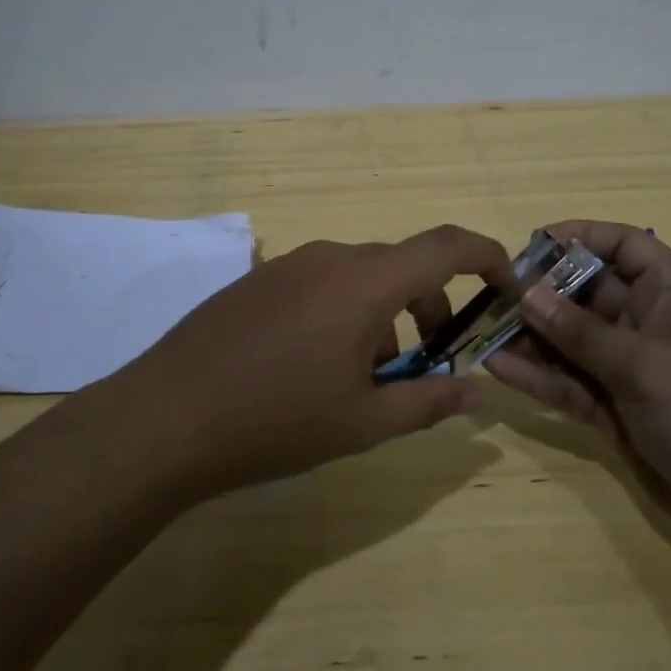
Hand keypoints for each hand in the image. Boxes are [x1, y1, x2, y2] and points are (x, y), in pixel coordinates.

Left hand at [113, 225, 512, 498]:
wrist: (164, 418)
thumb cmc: (275, 421)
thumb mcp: (363, 423)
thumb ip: (428, 403)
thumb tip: (474, 393)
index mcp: (365, 282)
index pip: (446, 247)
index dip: (488, 258)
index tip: (505, 288)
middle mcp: (330, 258)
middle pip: (403, 265)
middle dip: (431, 306)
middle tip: (430, 360)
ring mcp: (288, 264)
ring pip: (361, 277)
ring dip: (384, 314)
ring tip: (367, 376)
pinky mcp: (258, 280)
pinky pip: (322, 283)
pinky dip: (345, 312)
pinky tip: (316, 366)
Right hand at [484, 221, 670, 539]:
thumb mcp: (648, 366)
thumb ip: (583, 333)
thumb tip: (528, 294)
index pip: (625, 245)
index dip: (581, 237)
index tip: (532, 244)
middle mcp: (648, 323)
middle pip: (587, 293)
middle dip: (542, 292)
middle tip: (491, 296)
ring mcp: (631, 368)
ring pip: (572, 342)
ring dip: (532, 338)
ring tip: (483, 332)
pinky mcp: (617, 409)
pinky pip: (571, 384)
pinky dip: (539, 378)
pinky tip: (499, 369)